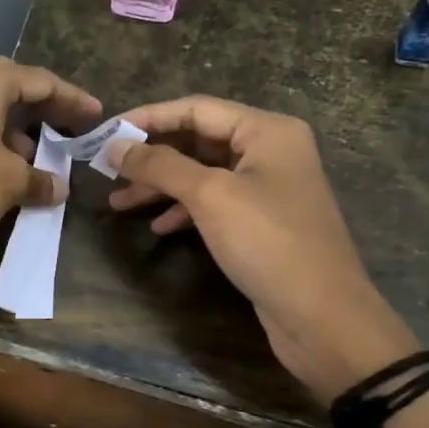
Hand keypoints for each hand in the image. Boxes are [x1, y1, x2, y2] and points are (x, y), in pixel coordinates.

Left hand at [0, 57, 100, 248]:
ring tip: (32, 159)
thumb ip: (39, 181)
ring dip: (11, 132)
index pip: (41, 81)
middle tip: (65, 128)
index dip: (72, 99)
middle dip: (40, 110)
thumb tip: (59, 188)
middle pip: (10, 89)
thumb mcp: (9, 182)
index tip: (96, 115)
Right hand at [105, 97, 416, 397]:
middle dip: (152, 155)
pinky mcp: (261, 222)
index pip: (196, 109)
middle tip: (107, 170)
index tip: (105, 133)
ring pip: (202, 174)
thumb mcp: (210, 196)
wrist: (323, 318)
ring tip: (119, 202)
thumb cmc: (269, 244)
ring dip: (160, 186)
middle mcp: (270, 151)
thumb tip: (115, 145)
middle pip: (198, 140)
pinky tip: (158, 226)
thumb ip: (160, 165)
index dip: (148, 118)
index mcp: (266, 131)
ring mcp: (267, 188)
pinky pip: (214, 203)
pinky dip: (183, 210)